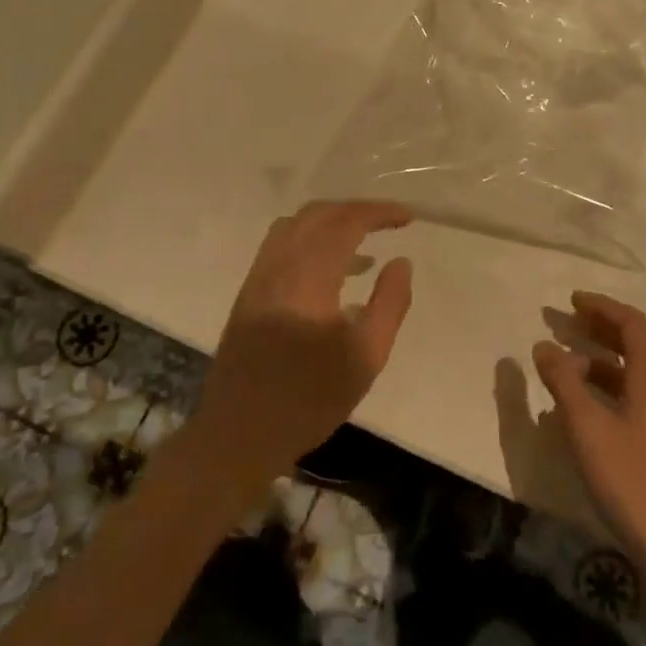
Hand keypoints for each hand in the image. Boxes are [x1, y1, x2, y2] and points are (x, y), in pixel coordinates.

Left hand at [190, 201, 413, 482]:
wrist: (238, 434)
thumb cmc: (309, 400)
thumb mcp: (365, 357)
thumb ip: (389, 304)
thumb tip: (401, 262)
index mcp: (308, 276)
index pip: (346, 222)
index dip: (378, 212)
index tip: (407, 217)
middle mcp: (278, 265)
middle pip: (318, 214)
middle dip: (355, 210)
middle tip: (388, 222)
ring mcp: (258, 277)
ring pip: (295, 226)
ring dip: (330, 222)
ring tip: (364, 242)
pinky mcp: (249, 293)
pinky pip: (281, 246)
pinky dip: (310, 239)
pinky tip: (332, 269)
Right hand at [533, 292, 645, 571]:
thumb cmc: (631, 479)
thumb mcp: (588, 427)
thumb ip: (564, 383)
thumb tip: (544, 345)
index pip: (631, 323)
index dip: (601, 307)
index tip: (570, 301)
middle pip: (633, 344)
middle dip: (597, 329)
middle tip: (562, 324)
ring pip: (630, 374)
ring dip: (598, 360)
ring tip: (563, 363)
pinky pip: (630, 398)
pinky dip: (604, 389)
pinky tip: (580, 408)